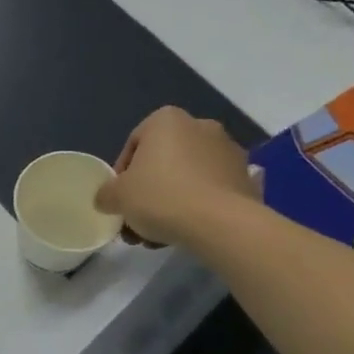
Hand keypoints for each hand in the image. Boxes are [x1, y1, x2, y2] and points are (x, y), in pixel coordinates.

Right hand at [94, 107, 261, 246]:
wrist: (221, 224)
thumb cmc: (161, 196)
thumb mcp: (117, 196)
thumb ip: (106, 194)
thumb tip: (106, 198)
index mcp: (166, 120)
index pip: (133, 145)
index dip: (122, 175)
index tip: (120, 199)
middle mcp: (200, 126)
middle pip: (163, 161)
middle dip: (149, 189)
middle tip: (138, 218)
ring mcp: (229, 151)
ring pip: (188, 176)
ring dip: (172, 200)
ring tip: (160, 234)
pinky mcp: (247, 177)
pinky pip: (213, 190)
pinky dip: (200, 205)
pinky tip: (189, 230)